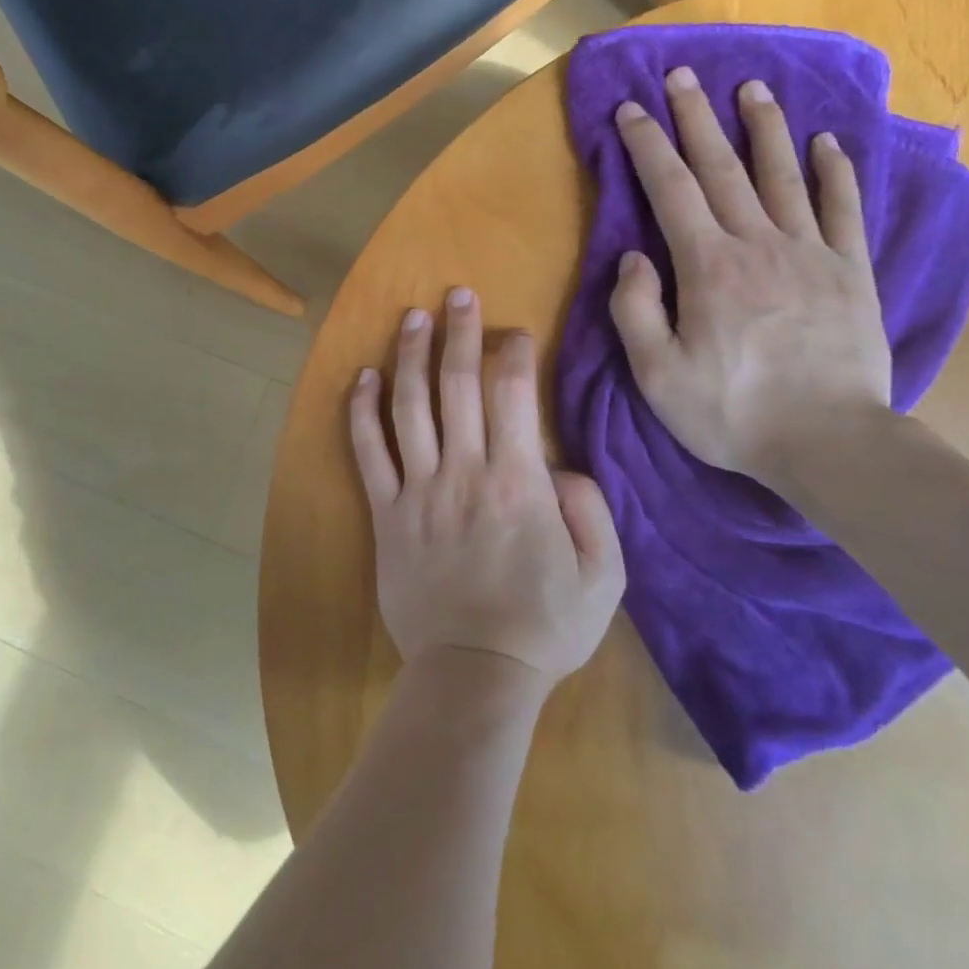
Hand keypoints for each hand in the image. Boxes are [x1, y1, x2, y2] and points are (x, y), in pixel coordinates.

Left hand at [349, 289, 625, 684]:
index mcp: (520, 481)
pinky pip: (368, 453)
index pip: (513, 394)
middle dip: (461, 333)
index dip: (512, 352)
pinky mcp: (386, 513)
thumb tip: (560, 465)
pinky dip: (363, 412)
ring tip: (413, 317)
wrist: (476, 674)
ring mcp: (419, 490)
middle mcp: (465, 471)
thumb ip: (591, 509)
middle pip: (458, 386)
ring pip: (410, 407)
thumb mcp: (605, 574)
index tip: (513, 331)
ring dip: (411, 356)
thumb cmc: (545, 625)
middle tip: (459, 294)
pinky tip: (364, 377)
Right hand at [609, 68, 891, 483]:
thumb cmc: (731, 411)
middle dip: (697, 117)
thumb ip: (635, 309)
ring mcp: (810, 252)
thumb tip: (635, 257)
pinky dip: (835, 171)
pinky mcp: (851, 272)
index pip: (670, 188)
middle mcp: (757, 243)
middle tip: (682, 75)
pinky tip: (827, 141)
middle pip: (722, 167)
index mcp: (706, 265)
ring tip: (751, 88)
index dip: (648, 144)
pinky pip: (843, 209)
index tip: (632, 108)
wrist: (829, 442)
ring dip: (764, 128)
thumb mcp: (656, 373)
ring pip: (783, 174)